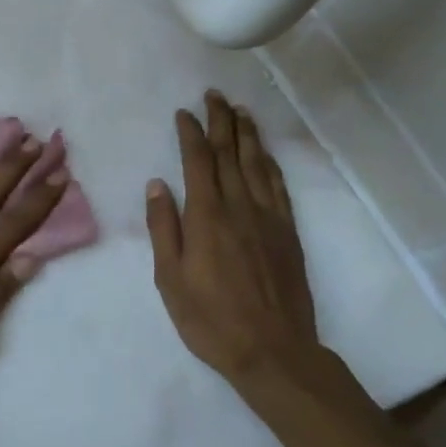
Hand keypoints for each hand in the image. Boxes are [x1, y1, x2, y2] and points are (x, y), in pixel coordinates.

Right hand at [146, 92, 329, 390]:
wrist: (273, 351)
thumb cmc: (210, 318)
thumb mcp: (170, 278)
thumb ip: (164, 227)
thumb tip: (157, 184)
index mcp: (207, 216)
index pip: (198, 161)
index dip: (190, 133)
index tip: (184, 112)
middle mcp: (239, 207)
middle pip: (230, 154)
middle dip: (221, 122)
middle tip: (215, 96)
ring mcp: (268, 218)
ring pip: (257, 165)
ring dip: (248, 135)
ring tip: (241, 112)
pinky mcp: (288, 233)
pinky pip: (278, 187)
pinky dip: (270, 164)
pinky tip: (266, 154)